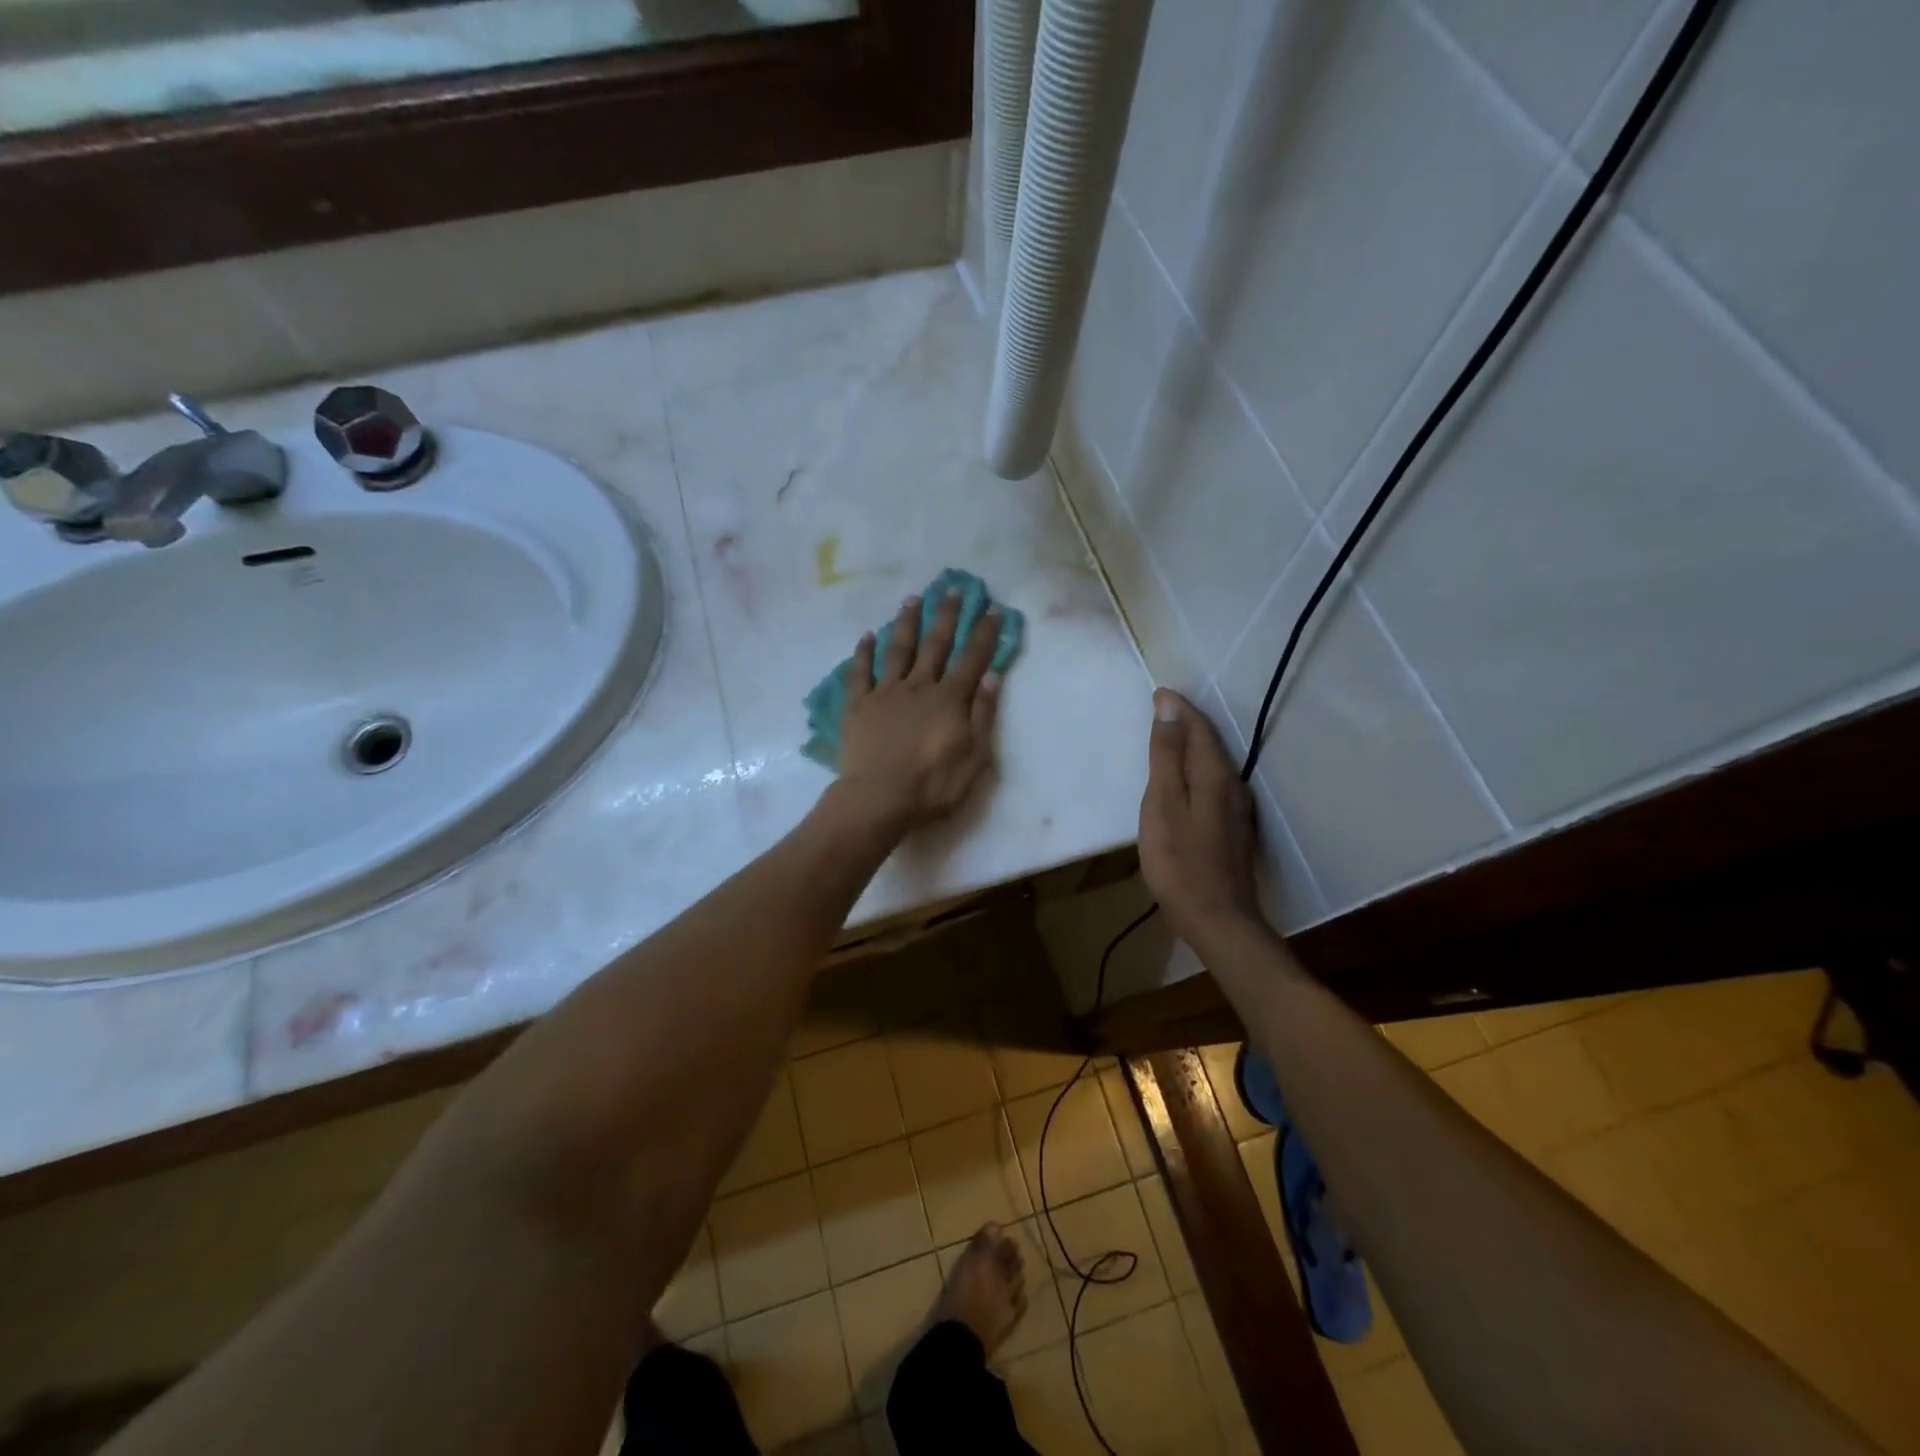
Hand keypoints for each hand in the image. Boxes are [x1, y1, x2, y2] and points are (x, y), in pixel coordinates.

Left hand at [836, 591, 1002, 826]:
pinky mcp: (858, 705)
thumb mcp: (975, 757)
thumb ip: (983, 714)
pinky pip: (860, 672)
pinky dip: (864, 652)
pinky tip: (867, 636)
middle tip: (952, 588)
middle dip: (946, 614)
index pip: (972, 658)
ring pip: (898, 649)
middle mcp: (918, 686)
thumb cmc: (933, 785)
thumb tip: (992, 676)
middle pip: (935, 643)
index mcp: (949, 699)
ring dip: (907, 622)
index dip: (984, 633)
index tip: (992, 608)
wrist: (879, 798)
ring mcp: (886, 692)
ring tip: (912, 599)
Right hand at [1139, 689, 1262, 946]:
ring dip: (1191, 746)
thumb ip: (1166, 756)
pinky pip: (1213, 784)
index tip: (1159, 692)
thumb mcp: (1162, 804)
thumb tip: (1169, 709)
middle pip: (1210, 743)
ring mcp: (1236, 810)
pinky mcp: (1232, 830)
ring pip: (1213, 764)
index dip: (1179, 709)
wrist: (1217, 919)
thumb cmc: (1179, 861)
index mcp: (1214, 775)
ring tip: (1167, 738)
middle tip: (1161, 710)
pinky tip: (1183, 781)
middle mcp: (1232, 786)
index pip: (1198, 728)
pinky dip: (1195, 770)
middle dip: (1187, 722)